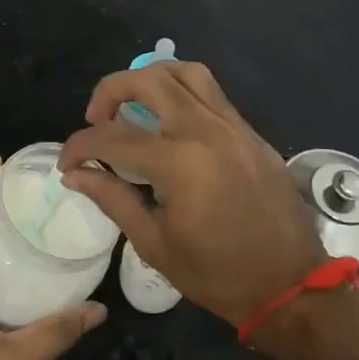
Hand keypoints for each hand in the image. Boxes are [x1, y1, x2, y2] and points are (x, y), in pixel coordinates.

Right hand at [58, 63, 326, 327]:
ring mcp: (234, 126)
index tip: (67, 162)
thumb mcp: (155, 244)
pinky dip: (183, 93)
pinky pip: (213, 94)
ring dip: (151, 78)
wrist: (291, 286)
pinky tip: (171, 122)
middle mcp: (206, 130)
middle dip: (111, 90)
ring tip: (135, 104)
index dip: (79, 146)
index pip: (113, 137)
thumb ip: (112, 198)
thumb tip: (75, 174)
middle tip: (97, 118)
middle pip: (149, 80)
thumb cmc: (218, 275)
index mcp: (179, 162)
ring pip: (187, 73)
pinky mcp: (251, 133)